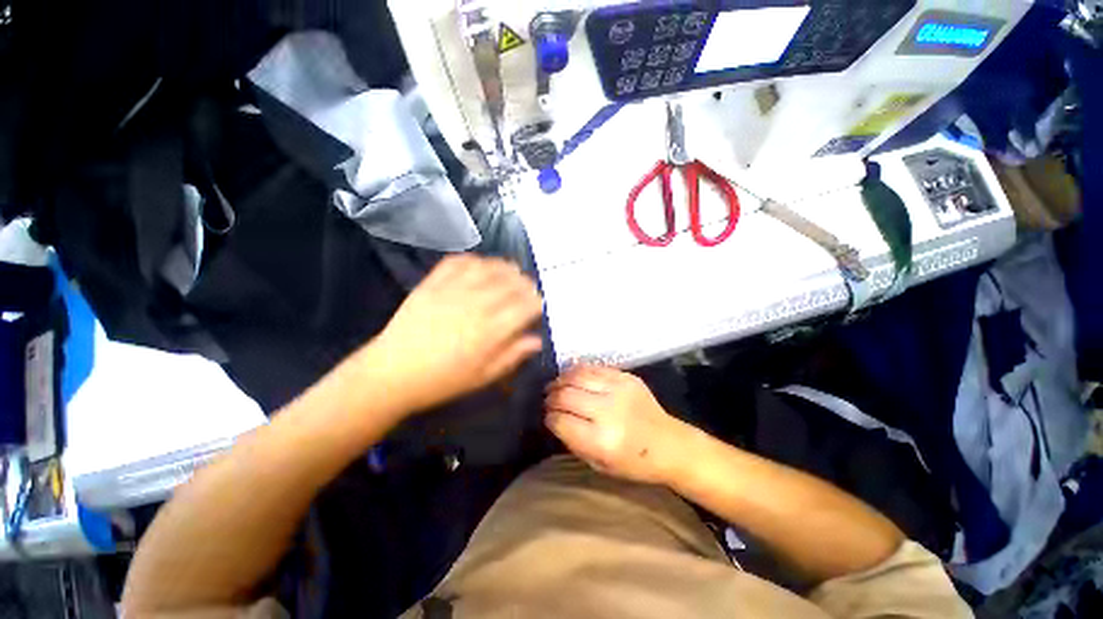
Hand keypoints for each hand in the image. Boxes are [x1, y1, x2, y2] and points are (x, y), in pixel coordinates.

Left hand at [364, 254, 543, 413]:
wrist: (391, 373)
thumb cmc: (442, 381)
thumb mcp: (483, 377)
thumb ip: (512, 356)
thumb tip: (537, 340)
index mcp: (491, 331)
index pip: (526, 306)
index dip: (537, 302)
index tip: (538, 306)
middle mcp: (476, 305)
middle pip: (511, 283)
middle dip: (526, 284)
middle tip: (528, 289)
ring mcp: (453, 290)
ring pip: (489, 267)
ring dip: (505, 268)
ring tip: (510, 272)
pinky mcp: (432, 283)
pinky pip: (459, 262)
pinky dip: (474, 260)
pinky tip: (481, 266)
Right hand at [544, 365, 687, 484]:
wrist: (671, 444)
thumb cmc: (634, 462)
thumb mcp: (599, 464)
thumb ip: (573, 441)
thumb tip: (554, 419)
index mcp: (602, 440)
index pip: (561, 422)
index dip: (549, 418)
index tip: (547, 417)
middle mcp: (609, 411)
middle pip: (566, 396)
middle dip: (551, 398)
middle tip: (547, 400)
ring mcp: (619, 390)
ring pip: (577, 376)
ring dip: (561, 381)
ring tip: (555, 386)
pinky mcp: (626, 377)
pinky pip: (593, 368)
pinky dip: (578, 371)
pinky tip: (571, 377)